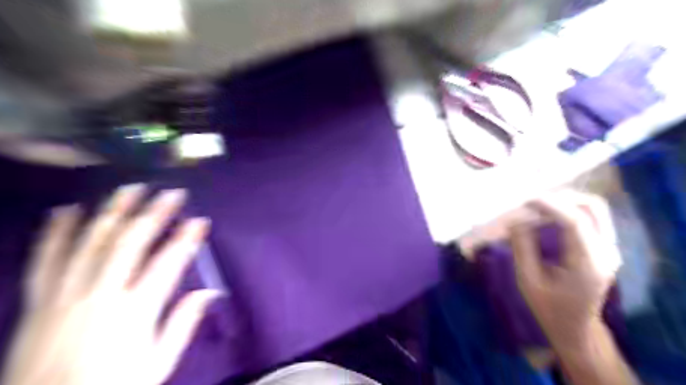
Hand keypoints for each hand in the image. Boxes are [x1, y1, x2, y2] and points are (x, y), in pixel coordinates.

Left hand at [1, 184, 219, 384]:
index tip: (201, 221)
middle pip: (131, 243)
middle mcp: (102, 295)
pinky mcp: (38, 301)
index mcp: (136, 311)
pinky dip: (57, 233)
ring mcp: (66, 295)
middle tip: (171, 193)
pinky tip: (67, 210)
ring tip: (130, 188)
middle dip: (154, 214)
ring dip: (113, 211)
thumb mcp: (158, 365)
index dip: (187, 239)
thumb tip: (209, 292)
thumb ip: (183, 325)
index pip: (168, 263)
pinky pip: (45, 260)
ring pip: (91, 243)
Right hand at [509, 192, 622, 348]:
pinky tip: (548, 214)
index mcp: (587, 264)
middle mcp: (605, 252)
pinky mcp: (603, 246)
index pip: (575, 222)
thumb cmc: (548, 308)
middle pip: (593, 207)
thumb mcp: (528, 281)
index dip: (549, 205)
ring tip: (538, 205)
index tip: (525, 200)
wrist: (575, 328)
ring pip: (594, 208)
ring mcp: (609, 248)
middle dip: (561, 198)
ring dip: (566, 201)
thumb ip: (522, 248)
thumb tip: (515, 220)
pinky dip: (568, 209)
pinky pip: (590, 216)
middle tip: (532, 201)